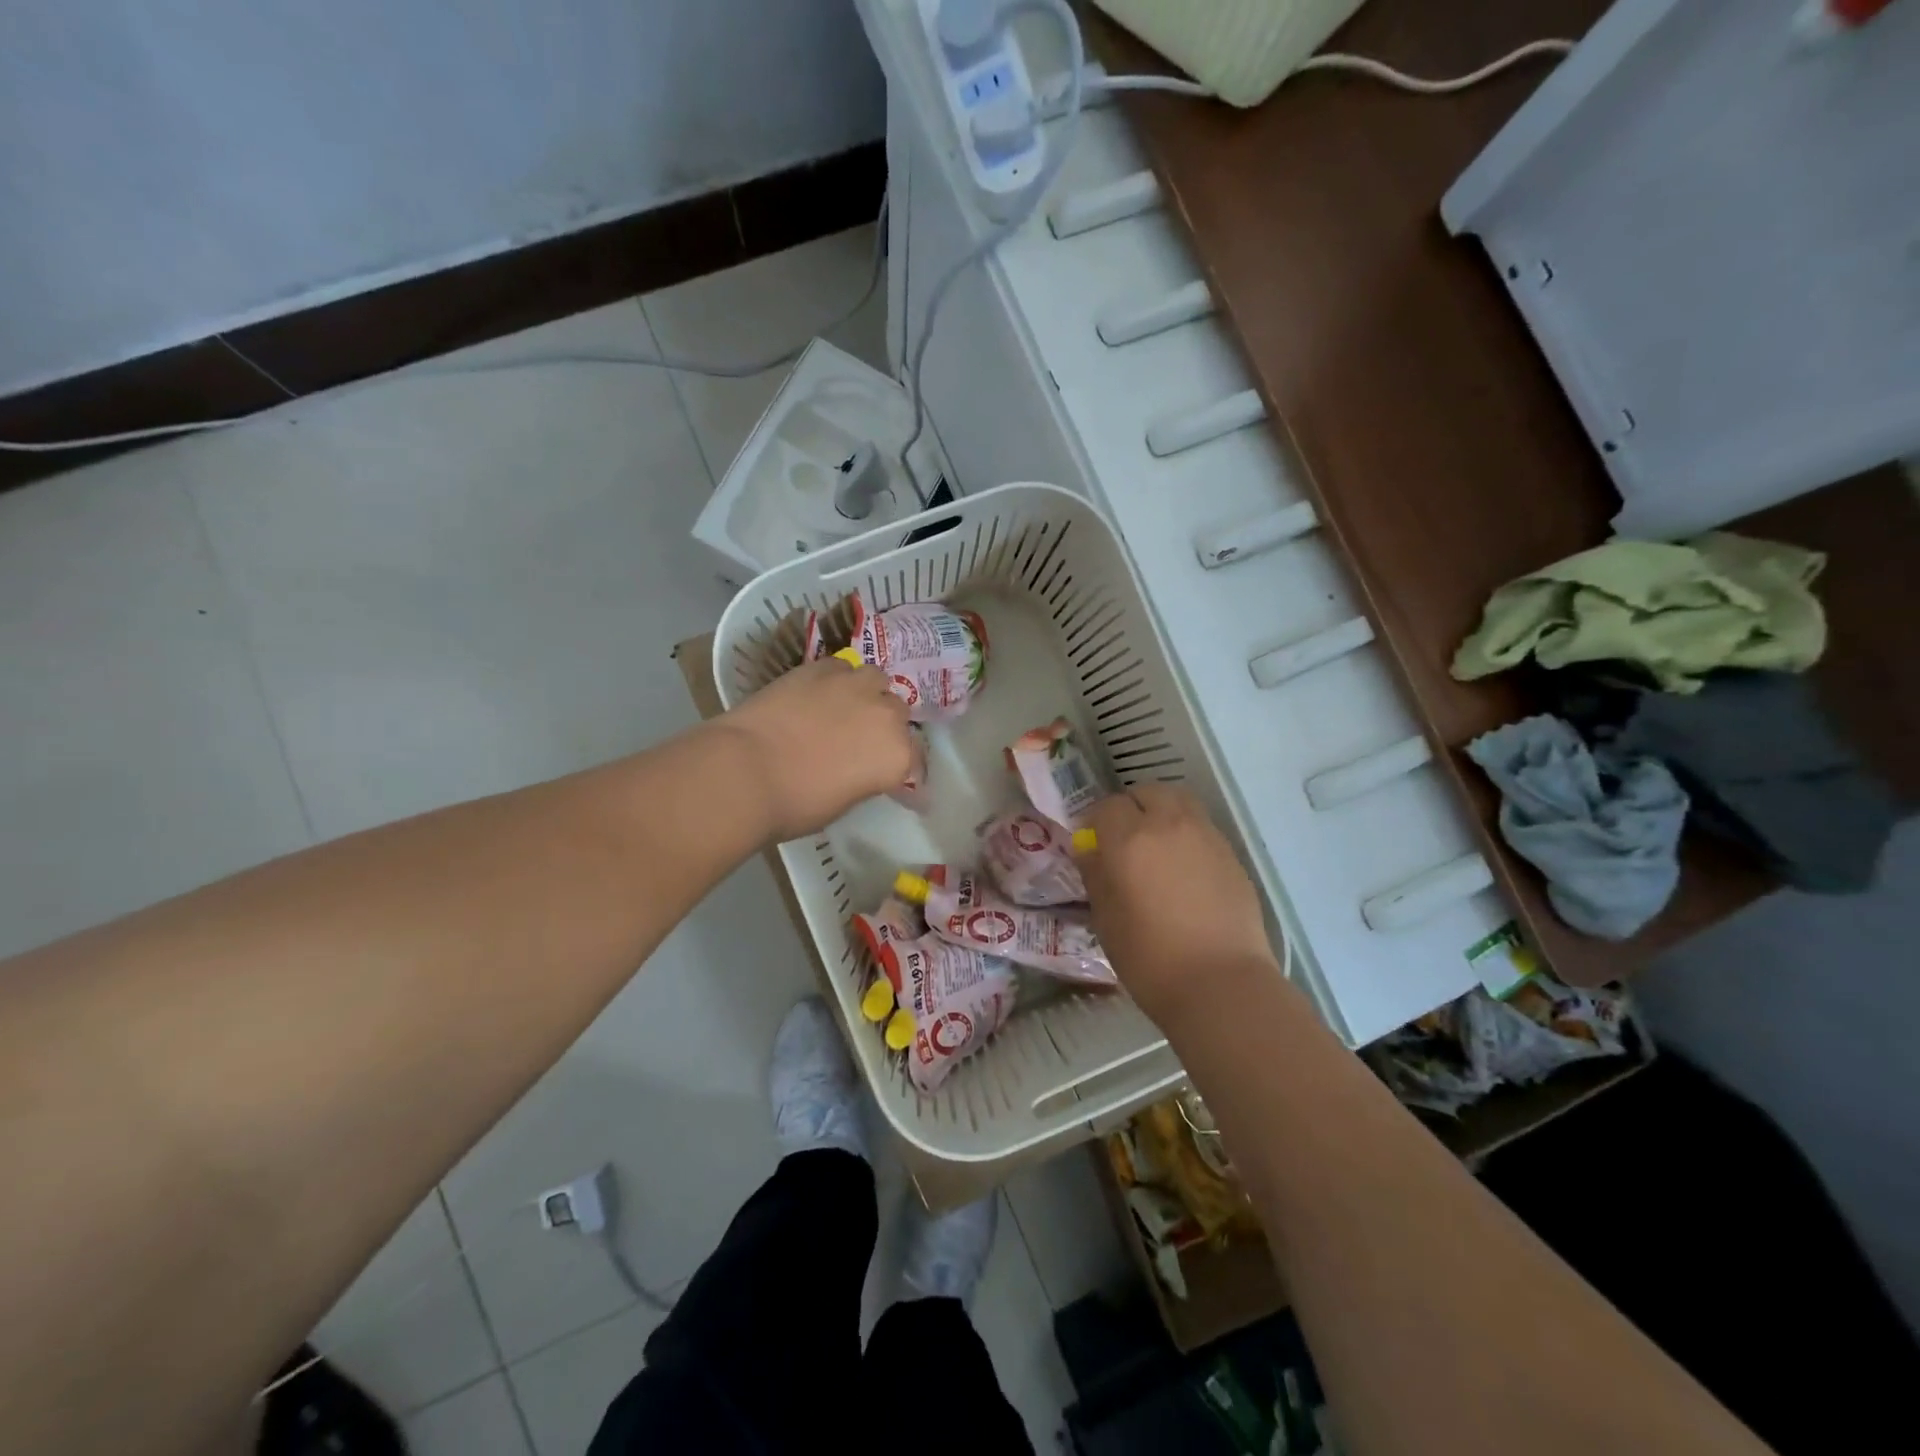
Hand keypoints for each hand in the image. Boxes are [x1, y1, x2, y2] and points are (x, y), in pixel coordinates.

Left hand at [717, 656, 913, 840]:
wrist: (746, 770)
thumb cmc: (795, 804)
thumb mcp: (844, 801)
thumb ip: (865, 777)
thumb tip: (862, 768)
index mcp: (898, 756)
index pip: (916, 762)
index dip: (904, 772)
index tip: (894, 782)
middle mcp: (887, 715)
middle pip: (899, 715)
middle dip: (887, 727)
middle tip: (864, 742)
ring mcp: (855, 686)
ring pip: (877, 680)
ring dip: (869, 694)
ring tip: (848, 707)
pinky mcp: (822, 668)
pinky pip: (842, 668)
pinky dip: (838, 680)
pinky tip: (821, 693)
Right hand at [1079, 785, 1280, 1023]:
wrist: (1221, 984)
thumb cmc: (1150, 958)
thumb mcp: (1106, 919)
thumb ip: (1095, 875)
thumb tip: (1090, 850)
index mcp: (1130, 839)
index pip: (1106, 807)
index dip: (1095, 822)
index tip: (1092, 845)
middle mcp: (1169, 825)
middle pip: (1147, 792)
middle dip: (1132, 808)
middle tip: (1124, 840)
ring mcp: (1206, 836)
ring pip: (1180, 802)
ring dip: (1162, 813)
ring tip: (1157, 847)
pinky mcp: (1231, 855)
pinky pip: (1202, 828)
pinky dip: (1187, 835)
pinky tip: (1184, 870)